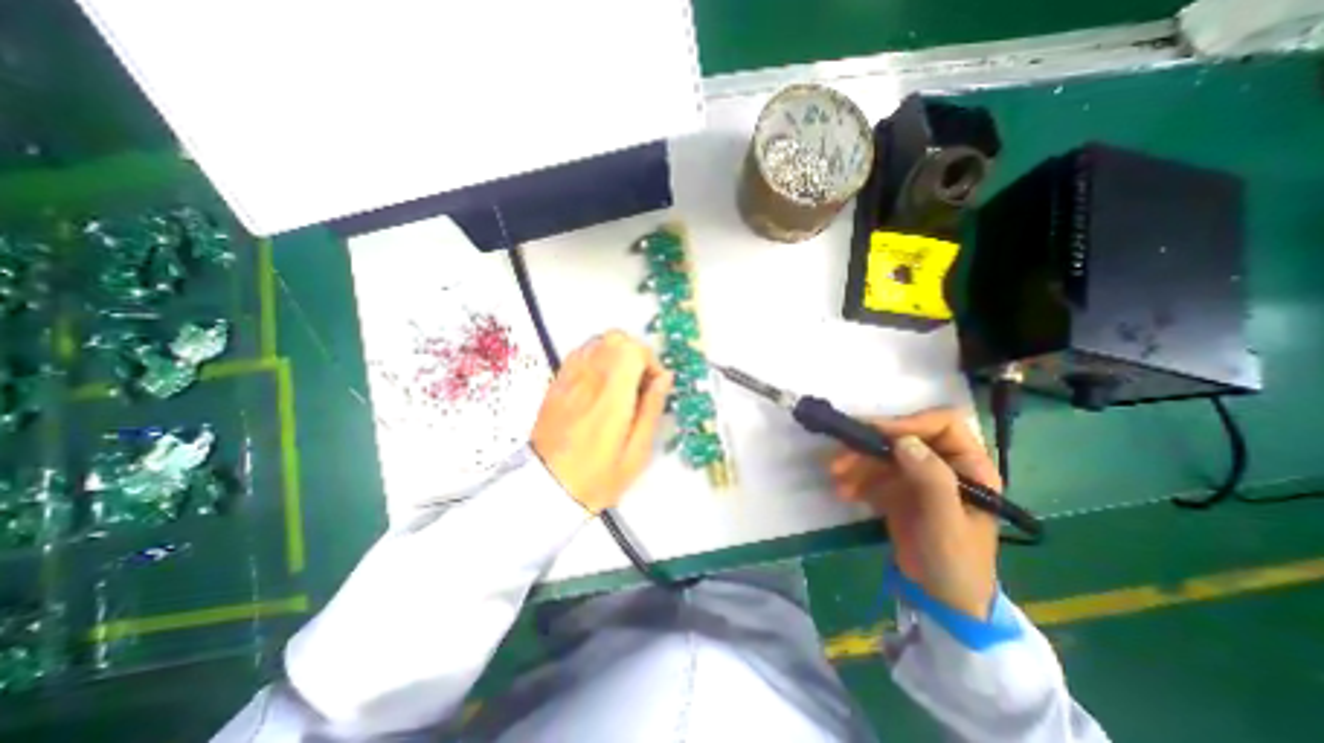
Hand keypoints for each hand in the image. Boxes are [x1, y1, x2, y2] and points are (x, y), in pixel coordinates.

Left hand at [532, 330, 673, 514]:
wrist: (546, 488)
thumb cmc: (598, 476)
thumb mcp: (637, 451)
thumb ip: (652, 408)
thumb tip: (665, 378)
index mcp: (612, 395)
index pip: (632, 349)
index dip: (649, 361)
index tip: (653, 385)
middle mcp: (589, 378)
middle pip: (615, 338)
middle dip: (634, 353)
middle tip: (639, 382)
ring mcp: (569, 378)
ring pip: (597, 341)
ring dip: (616, 354)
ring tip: (620, 383)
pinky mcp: (557, 383)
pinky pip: (580, 353)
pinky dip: (596, 358)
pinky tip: (599, 383)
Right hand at [826, 409, 1003, 618]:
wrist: (941, 600)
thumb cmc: (956, 561)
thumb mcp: (946, 522)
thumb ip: (930, 480)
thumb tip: (903, 441)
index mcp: (969, 466)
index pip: (942, 425)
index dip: (910, 423)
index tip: (876, 433)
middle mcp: (943, 465)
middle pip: (903, 438)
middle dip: (870, 446)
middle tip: (841, 456)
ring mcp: (917, 477)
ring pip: (883, 455)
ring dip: (857, 463)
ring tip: (836, 477)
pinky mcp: (898, 490)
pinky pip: (873, 474)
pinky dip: (856, 479)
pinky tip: (844, 492)